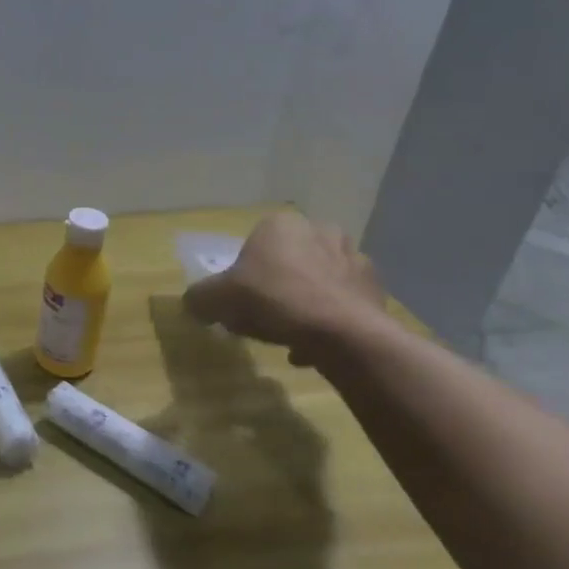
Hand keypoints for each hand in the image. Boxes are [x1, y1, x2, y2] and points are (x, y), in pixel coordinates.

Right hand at [183, 211, 387, 362]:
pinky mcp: (375, 288)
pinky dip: (328, 319)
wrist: (342, 332)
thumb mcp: (218, 299)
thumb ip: (200, 297)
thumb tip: (193, 302)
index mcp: (280, 224)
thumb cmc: (274, 300)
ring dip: (304, 301)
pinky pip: (341, 302)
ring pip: (316, 280)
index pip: (254, 243)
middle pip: (288, 260)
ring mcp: (353, 258)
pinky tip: (314, 344)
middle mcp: (320, 230)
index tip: (240, 299)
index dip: (244, 273)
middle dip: (278, 284)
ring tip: (290, 335)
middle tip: (264, 315)